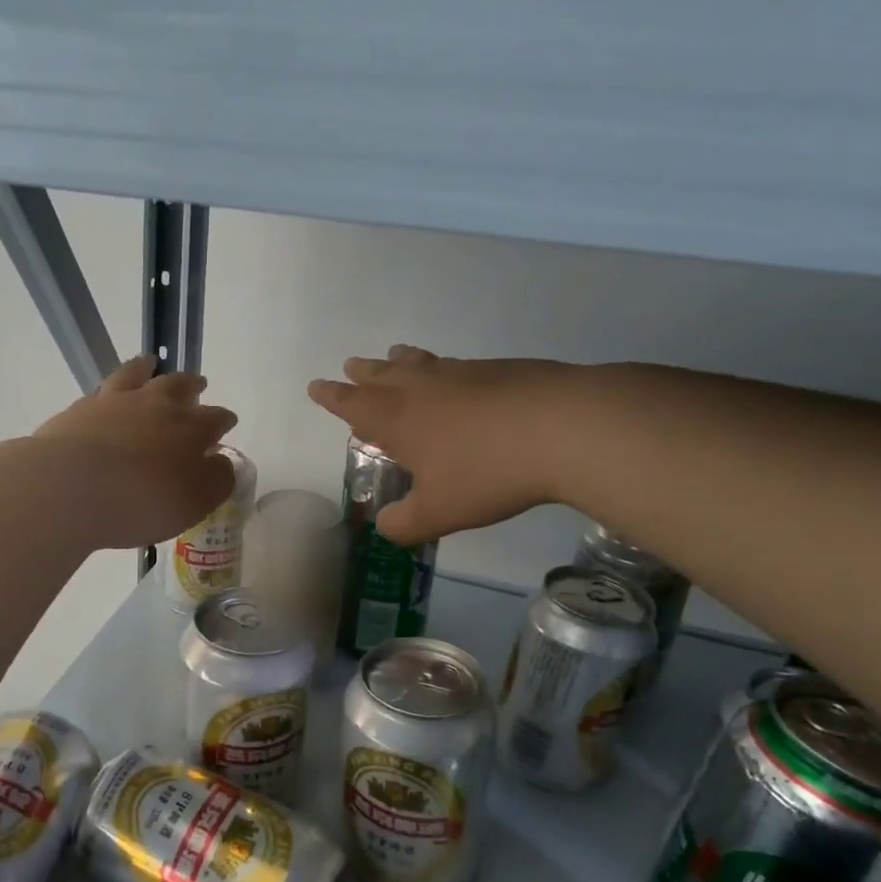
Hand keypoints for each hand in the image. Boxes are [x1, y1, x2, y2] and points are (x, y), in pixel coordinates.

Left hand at [33, 354, 238, 549]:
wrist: (70, 488)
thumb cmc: (142, 502)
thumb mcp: (194, 503)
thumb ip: (216, 480)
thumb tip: (222, 461)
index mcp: (190, 428)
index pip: (215, 418)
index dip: (223, 420)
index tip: (227, 422)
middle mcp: (156, 405)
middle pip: (180, 386)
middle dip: (192, 386)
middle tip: (198, 384)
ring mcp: (116, 401)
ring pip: (138, 374)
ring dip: (148, 368)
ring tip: (151, 363)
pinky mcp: (81, 408)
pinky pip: (103, 388)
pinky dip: (112, 387)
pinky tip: (108, 393)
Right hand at [308, 346, 567, 545]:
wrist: (564, 428)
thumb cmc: (487, 473)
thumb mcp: (439, 513)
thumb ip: (405, 524)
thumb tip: (386, 526)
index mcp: (398, 420)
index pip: (353, 405)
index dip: (333, 398)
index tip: (317, 386)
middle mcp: (424, 389)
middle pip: (384, 375)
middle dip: (364, 374)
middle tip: (352, 365)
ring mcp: (463, 374)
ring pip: (421, 364)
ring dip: (402, 362)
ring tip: (395, 355)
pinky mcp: (501, 370)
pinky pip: (458, 367)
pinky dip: (445, 370)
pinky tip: (458, 379)